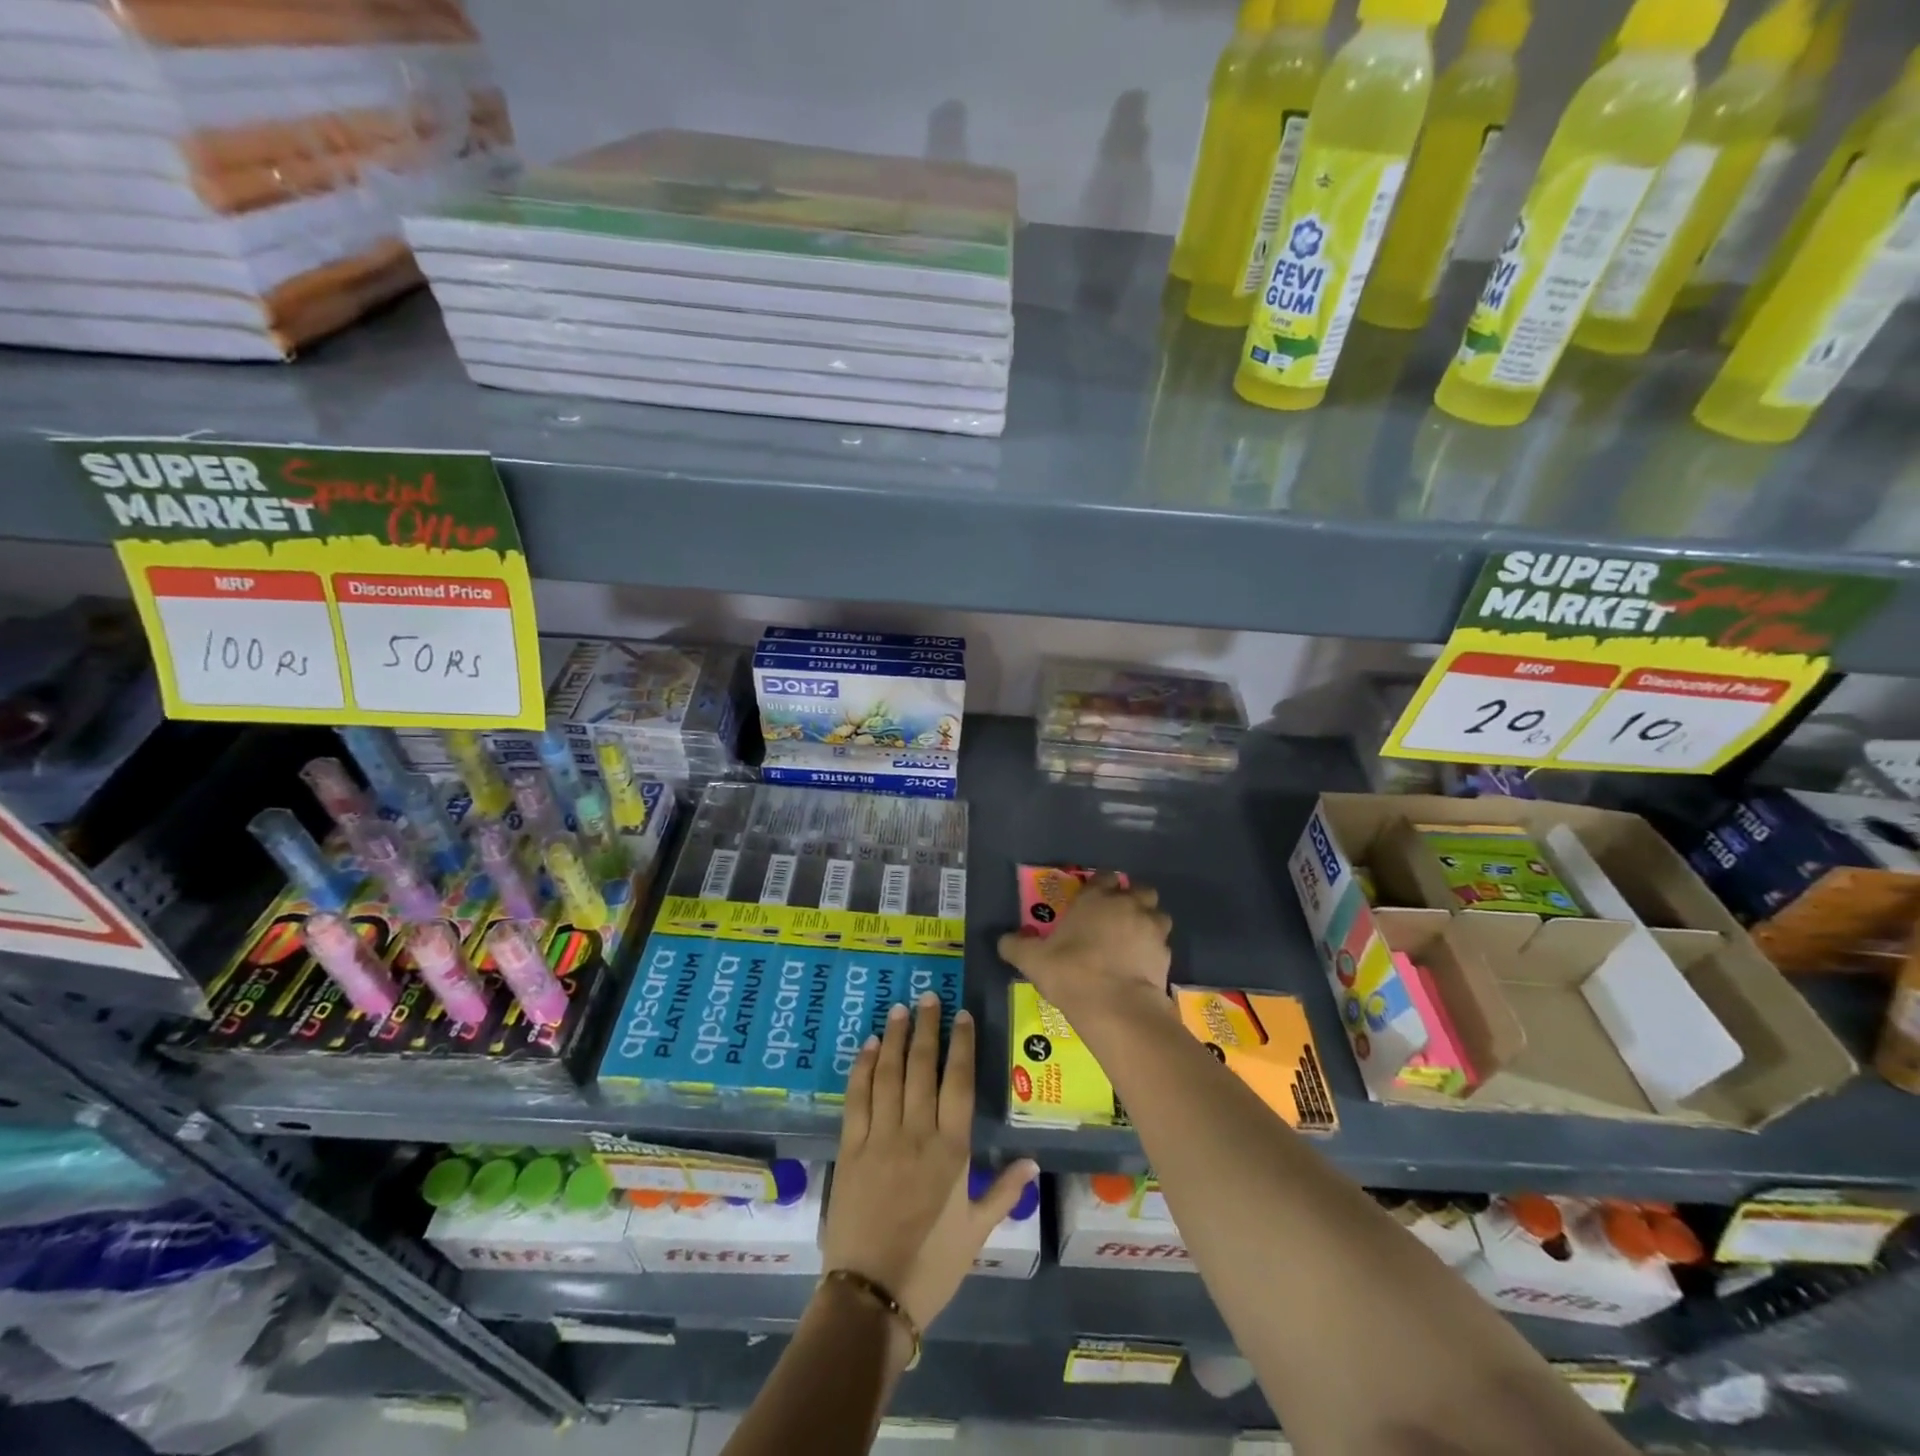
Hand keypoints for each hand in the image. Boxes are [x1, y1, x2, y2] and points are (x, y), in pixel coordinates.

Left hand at [821, 993, 1037, 1332]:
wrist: (871, 1296)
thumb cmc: (931, 1265)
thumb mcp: (976, 1233)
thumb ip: (1003, 1192)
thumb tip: (1033, 1162)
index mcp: (952, 1150)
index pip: (958, 1082)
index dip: (961, 1044)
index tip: (963, 1014)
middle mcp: (917, 1132)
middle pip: (923, 1067)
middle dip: (928, 1028)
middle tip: (928, 996)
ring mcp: (880, 1137)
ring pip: (890, 1074)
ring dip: (896, 1038)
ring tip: (900, 1009)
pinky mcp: (850, 1148)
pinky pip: (858, 1098)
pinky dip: (863, 1068)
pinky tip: (869, 1046)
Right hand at [997, 871, 1172, 1020]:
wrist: (1115, 1006)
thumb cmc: (1071, 972)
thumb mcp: (1033, 960)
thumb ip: (1016, 946)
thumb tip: (1003, 940)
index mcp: (1096, 898)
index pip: (1104, 876)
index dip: (1101, 884)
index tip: (1094, 897)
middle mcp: (1127, 905)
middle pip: (1140, 889)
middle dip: (1133, 898)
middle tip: (1118, 916)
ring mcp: (1151, 929)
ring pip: (1158, 914)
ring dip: (1149, 922)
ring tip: (1135, 940)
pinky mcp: (1166, 955)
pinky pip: (1163, 945)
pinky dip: (1154, 951)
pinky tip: (1142, 965)